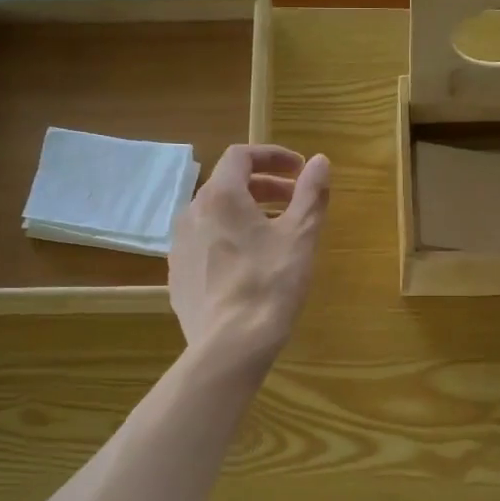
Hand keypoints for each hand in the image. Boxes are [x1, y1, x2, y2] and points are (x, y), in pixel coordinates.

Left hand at [170, 144, 329, 365]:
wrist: (230, 344)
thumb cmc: (270, 283)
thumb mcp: (301, 236)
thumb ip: (311, 193)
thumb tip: (320, 161)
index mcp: (220, 196)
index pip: (241, 156)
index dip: (272, 156)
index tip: (299, 170)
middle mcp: (192, 213)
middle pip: (227, 185)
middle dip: (263, 186)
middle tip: (294, 201)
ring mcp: (180, 246)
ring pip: (214, 216)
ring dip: (245, 213)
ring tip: (274, 233)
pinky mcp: (179, 276)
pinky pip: (205, 244)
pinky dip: (229, 240)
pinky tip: (249, 265)